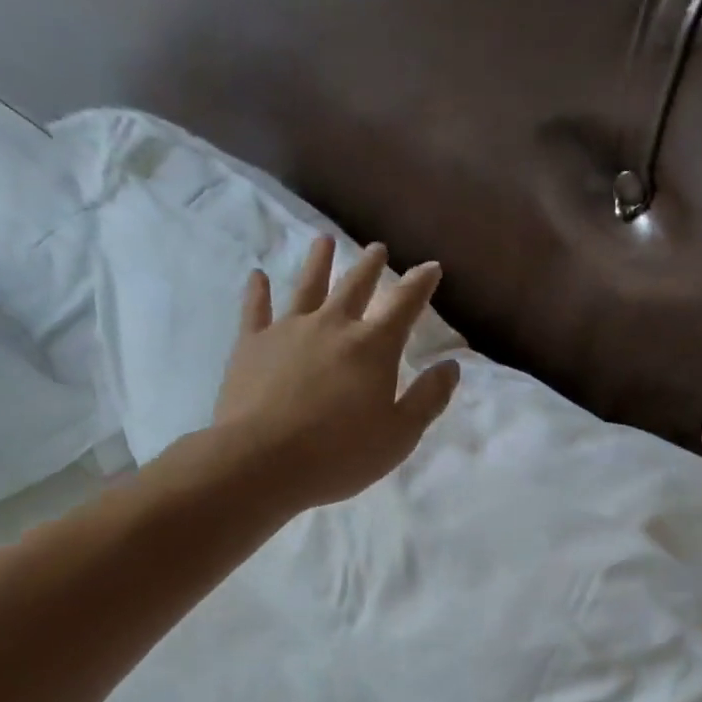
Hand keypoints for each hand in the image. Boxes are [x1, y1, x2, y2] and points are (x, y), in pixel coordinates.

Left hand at [213, 237, 459, 510]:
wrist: (263, 461)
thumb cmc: (341, 453)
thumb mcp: (400, 434)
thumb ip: (428, 398)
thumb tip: (450, 366)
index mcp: (373, 347)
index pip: (404, 304)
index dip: (420, 284)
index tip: (431, 267)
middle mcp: (332, 326)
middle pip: (355, 287)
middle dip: (370, 267)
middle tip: (377, 248)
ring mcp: (288, 331)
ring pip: (307, 287)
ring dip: (318, 262)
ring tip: (324, 240)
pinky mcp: (251, 345)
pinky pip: (256, 310)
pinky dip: (257, 292)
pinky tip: (257, 277)